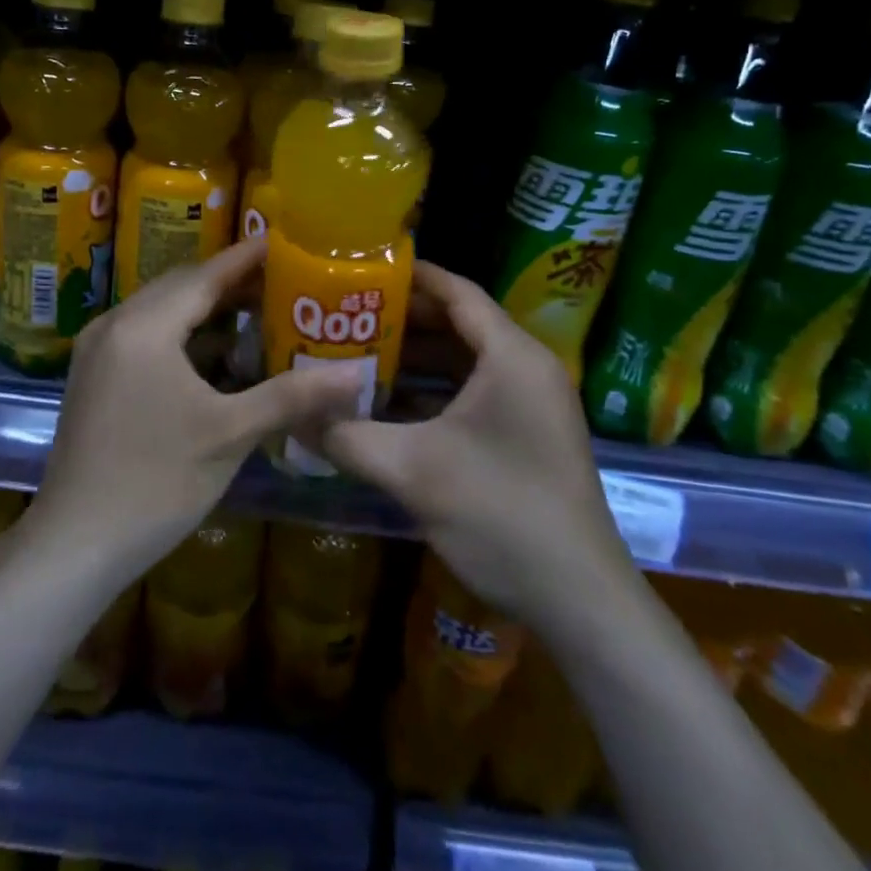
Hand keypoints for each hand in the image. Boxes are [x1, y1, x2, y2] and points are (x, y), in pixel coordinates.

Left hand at [29, 237, 361, 577]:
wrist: (75, 544)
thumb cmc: (156, 483)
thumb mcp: (230, 434)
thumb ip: (292, 395)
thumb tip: (356, 374)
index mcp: (145, 327)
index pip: (205, 275)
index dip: (247, 258)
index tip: (286, 241)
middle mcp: (115, 324)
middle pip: (181, 287)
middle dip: (230, 282)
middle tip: (282, 281)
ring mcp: (97, 350)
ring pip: (161, 311)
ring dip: (206, 309)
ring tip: (257, 312)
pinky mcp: (93, 376)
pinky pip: (145, 334)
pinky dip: (182, 334)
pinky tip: (215, 354)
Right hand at [316, 262, 639, 633]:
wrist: (580, 601)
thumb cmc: (500, 514)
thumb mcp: (411, 470)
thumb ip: (346, 436)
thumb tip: (290, 418)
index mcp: (510, 356)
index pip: (457, 292)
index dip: (410, 276)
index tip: (361, 269)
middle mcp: (526, 368)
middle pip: (459, 323)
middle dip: (402, 319)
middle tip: (346, 314)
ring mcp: (531, 404)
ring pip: (465, 361)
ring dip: (415, 359)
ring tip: (357, 353)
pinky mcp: (528, 435)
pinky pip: (474, 394)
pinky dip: (433, 393)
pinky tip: (388, 406)